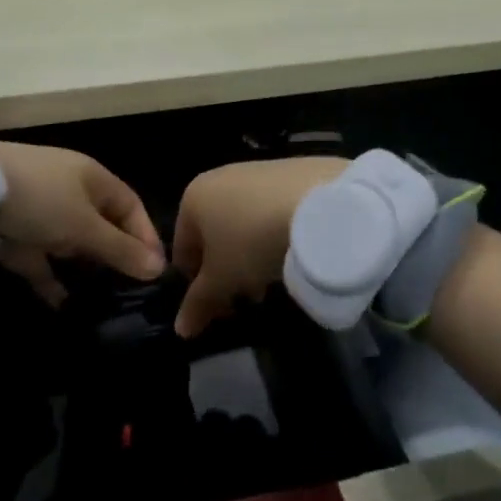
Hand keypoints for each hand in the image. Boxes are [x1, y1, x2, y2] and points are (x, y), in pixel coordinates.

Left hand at [0, 142, 165, 304]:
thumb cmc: (39, 199)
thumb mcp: (84, 225)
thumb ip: (119, 249)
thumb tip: (158, 269)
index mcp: (92, 178)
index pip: (130, 206)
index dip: (145, 236)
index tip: (157, 271)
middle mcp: (69, 192)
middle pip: (102, 225)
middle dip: (116, 256)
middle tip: (132, 290)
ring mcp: (40, 213)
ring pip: (71, 244)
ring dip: (84, 269)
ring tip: (103, 301)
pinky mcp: (15, 235)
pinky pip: (40, 261)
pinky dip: (51, 280)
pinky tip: (63, 305)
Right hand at [172, 158, 347, 336]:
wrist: (319, 204)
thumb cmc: (252, 240)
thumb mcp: (223, 279)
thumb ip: (198, 303)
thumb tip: (181, 330)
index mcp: (193, 197)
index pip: (182, 250)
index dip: (196, 285)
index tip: (217, 308)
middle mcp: (219, 177)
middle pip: (214, 234)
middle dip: (227, 269)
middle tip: (247, 296)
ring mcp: (256, 171)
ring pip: (244, 221)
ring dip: (251, 253)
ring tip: (273, 278)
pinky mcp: (291, 171)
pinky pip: (272, 209)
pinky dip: (275, 231)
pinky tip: (293, 250)